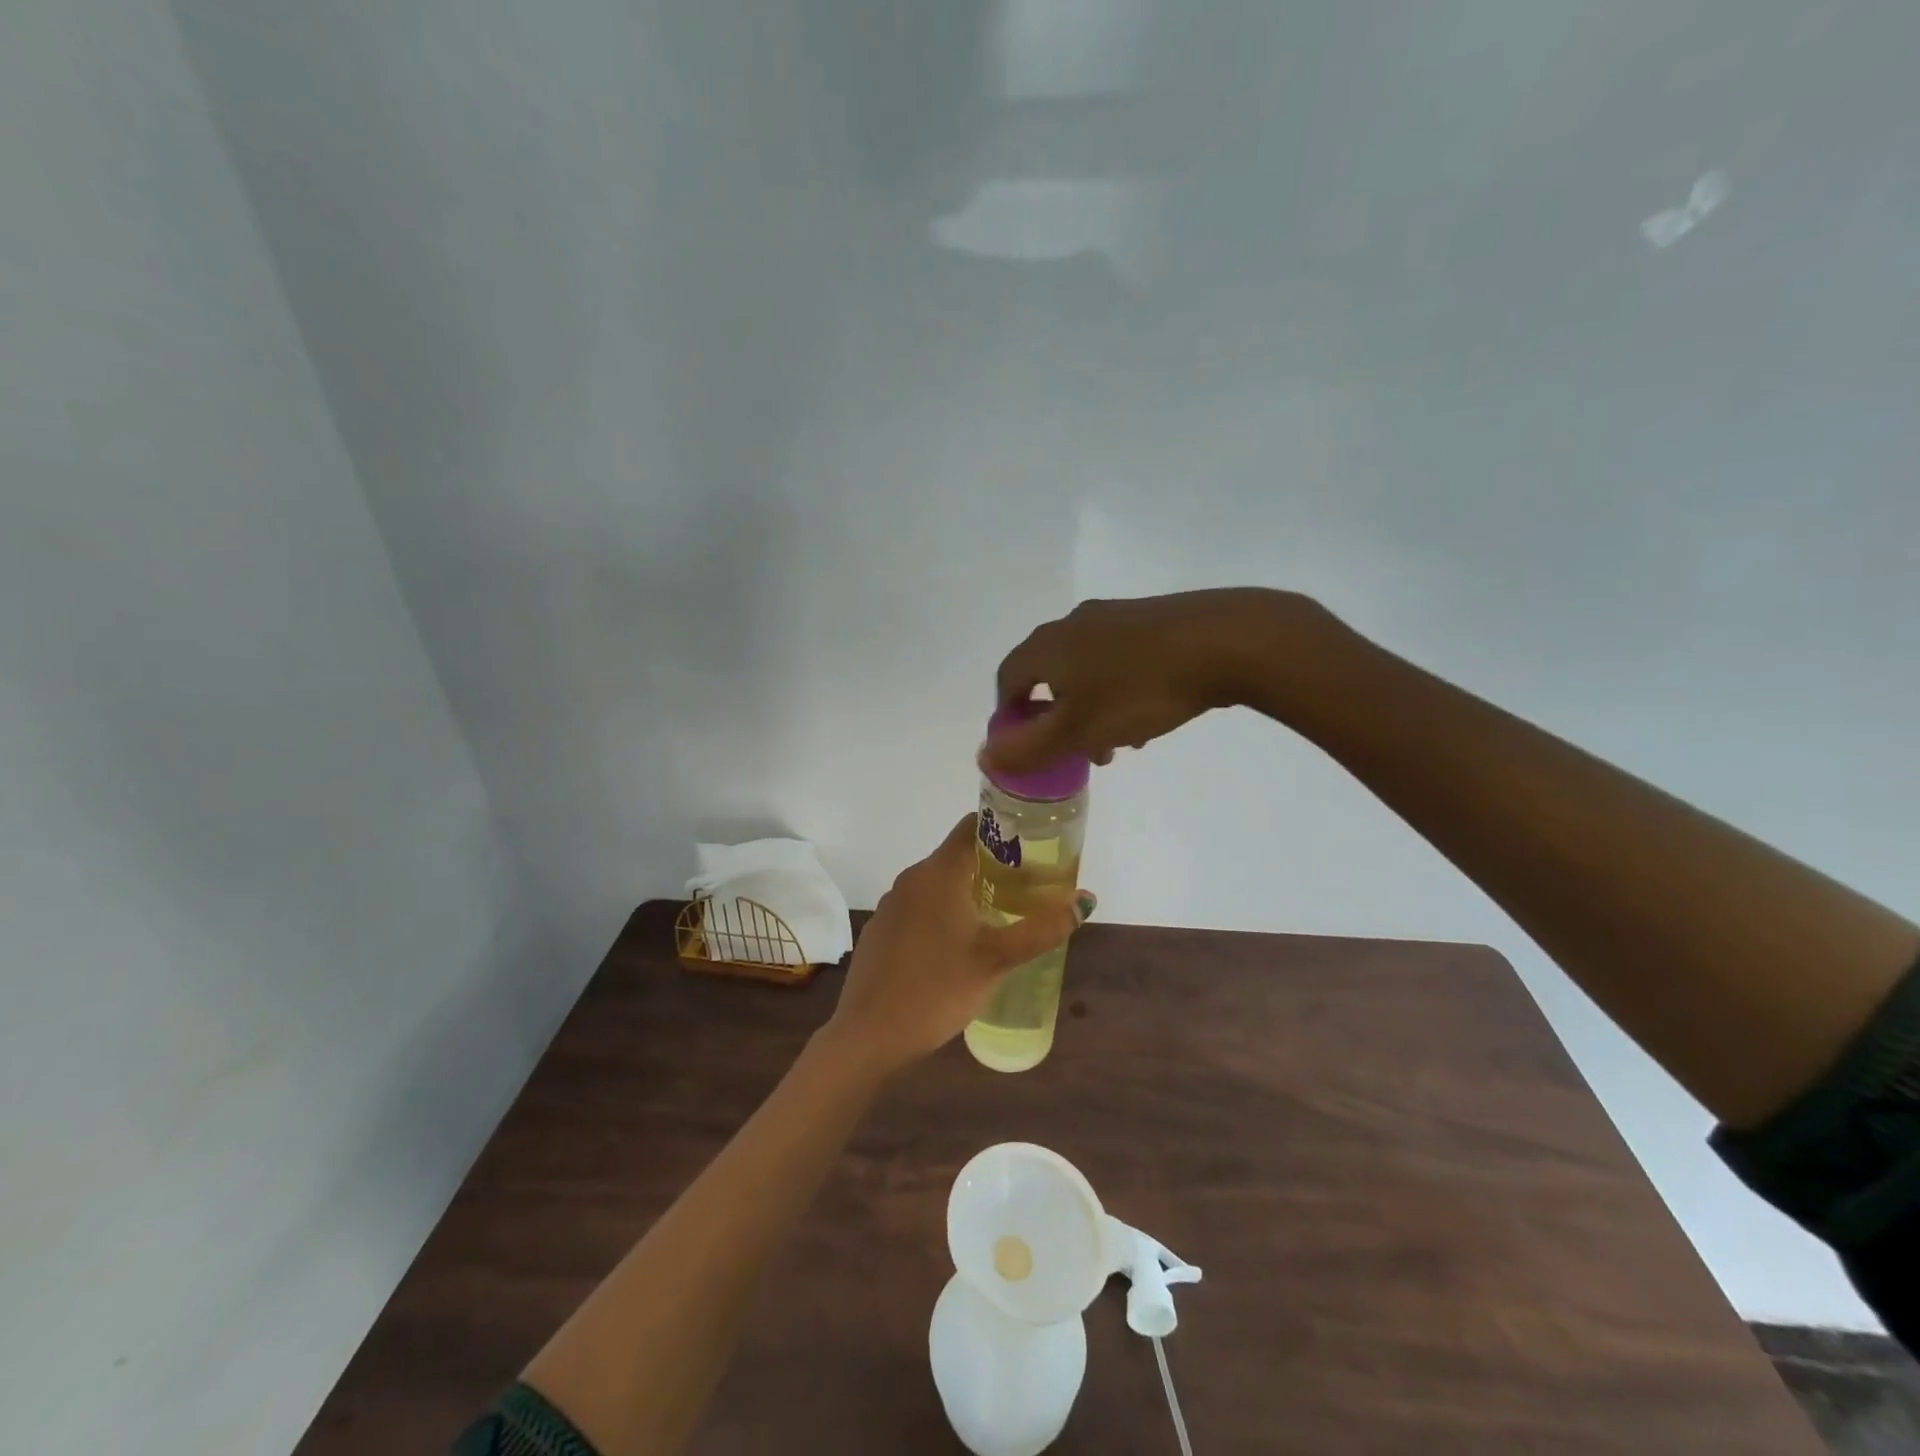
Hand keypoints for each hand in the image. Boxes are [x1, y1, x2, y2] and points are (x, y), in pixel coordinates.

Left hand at [824, 815, 1095, 1074]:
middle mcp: (911, 878)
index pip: (972, 827)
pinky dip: (943, 912)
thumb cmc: (937, 989)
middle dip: (993, 866)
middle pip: (957, 855)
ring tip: (1001, 916)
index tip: (1033, 845)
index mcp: (938, 872)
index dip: (1004, 830)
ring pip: (938, 884)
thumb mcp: (997, 960)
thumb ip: (1042, 929)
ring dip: (968, 891)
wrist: (868, 1034)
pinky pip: (920, 907)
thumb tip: (1085, 901)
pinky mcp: (881, 929)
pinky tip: (959, 944)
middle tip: (1029, 888)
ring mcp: (892, 904)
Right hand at [983, 588, 1331, 774]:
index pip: (1007, 681)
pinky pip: (1116, 660)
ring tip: (1118, 743)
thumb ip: (1028, 748)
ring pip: (1085, 671)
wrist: (1224, 640)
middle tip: (1078, 753)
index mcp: (1047, 646)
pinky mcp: (1149, 618)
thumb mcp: (1078, 730)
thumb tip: (983, 757)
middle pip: (1048, 676)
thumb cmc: (1140, 690)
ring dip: (1090, 709)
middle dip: (1056, 719)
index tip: (1029, 748)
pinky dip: (1118, 691)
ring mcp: (1113, 616)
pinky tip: (1148, 714)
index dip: (1010, 717)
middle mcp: (1072, 624)